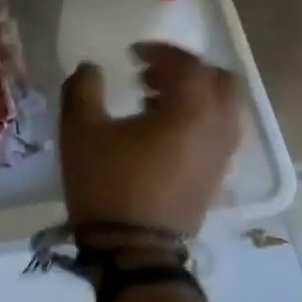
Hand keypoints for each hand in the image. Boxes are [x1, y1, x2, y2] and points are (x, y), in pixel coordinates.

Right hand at [60, 44, 242, 236]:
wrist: (132, 250)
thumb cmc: (107, 183)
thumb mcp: (80, 130)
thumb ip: (83, 88)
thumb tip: (90, 68)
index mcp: (191, 111)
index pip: (188, 65)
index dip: (160, 51)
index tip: (131, 53)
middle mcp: (217, 129)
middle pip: (220, 82)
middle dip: (186, 71)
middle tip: (149, 73)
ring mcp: (220, 156)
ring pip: (221, 109)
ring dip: (191, 95)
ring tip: (149, 100)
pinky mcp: (214, 178)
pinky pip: (215, 133)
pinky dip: (193, 119)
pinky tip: (156, 131)